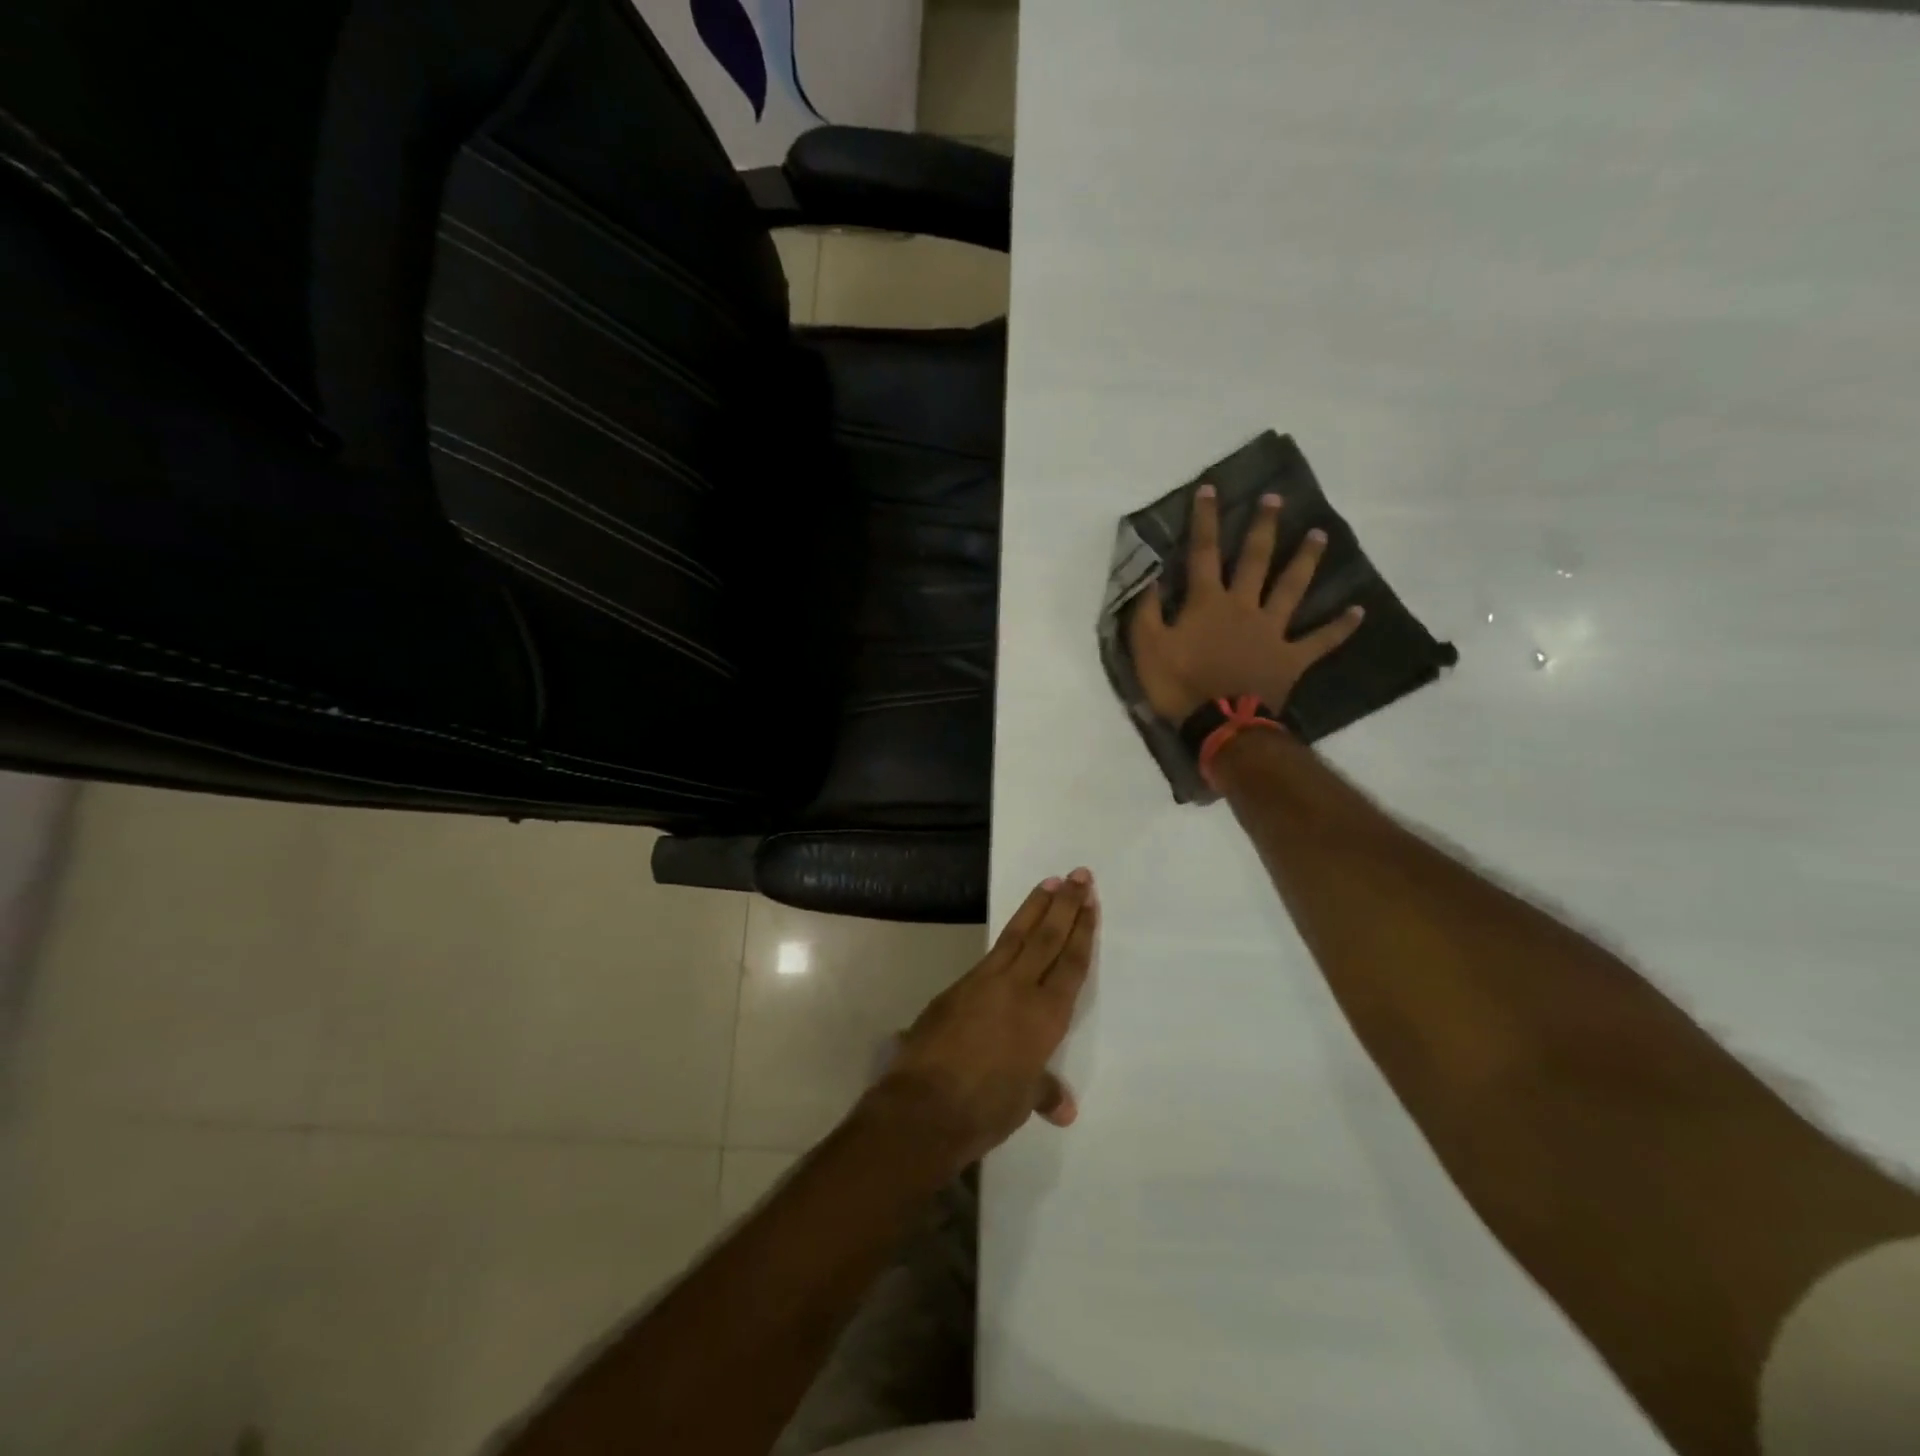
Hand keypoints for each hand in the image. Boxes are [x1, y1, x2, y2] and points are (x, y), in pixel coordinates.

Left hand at [864, 870, 1097, 1169]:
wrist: (924, 1104)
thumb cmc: (985, 1107)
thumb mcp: (1021, 1101)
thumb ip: (1043, 1092)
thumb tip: (1064, 1109)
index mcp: (1044, 1016)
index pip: (1070, 964)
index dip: (1082, 932)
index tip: (1090, 902)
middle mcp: (1018, 988)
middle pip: (1047, 938)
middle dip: (1065, 905)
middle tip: (1079, 875)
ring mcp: (984, 982)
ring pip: (1016, 935)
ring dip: (1035, 907)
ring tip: (1049, 883)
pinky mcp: (957, 986)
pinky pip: (991, 953)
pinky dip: (1007, 937)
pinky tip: (1012, 932)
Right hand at [1128, 484, 1364, 722]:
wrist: (1220, 724)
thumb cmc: (1179, 685)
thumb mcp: (1147, 647)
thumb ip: (1146, 610)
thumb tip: (1150, 575)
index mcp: (1208, 602)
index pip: (1204, 552)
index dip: (1206, 520)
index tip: (1211, 489)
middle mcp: (1244, 606)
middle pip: (1256, 560)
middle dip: (1264, 528)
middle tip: (1276, 499)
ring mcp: (1272, 632)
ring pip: (1292, 589)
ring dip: (1306, 561)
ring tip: (1320, 535)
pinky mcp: (1290, 659)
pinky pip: (1319, 641)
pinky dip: (1339, 627)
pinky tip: (1359, 611)